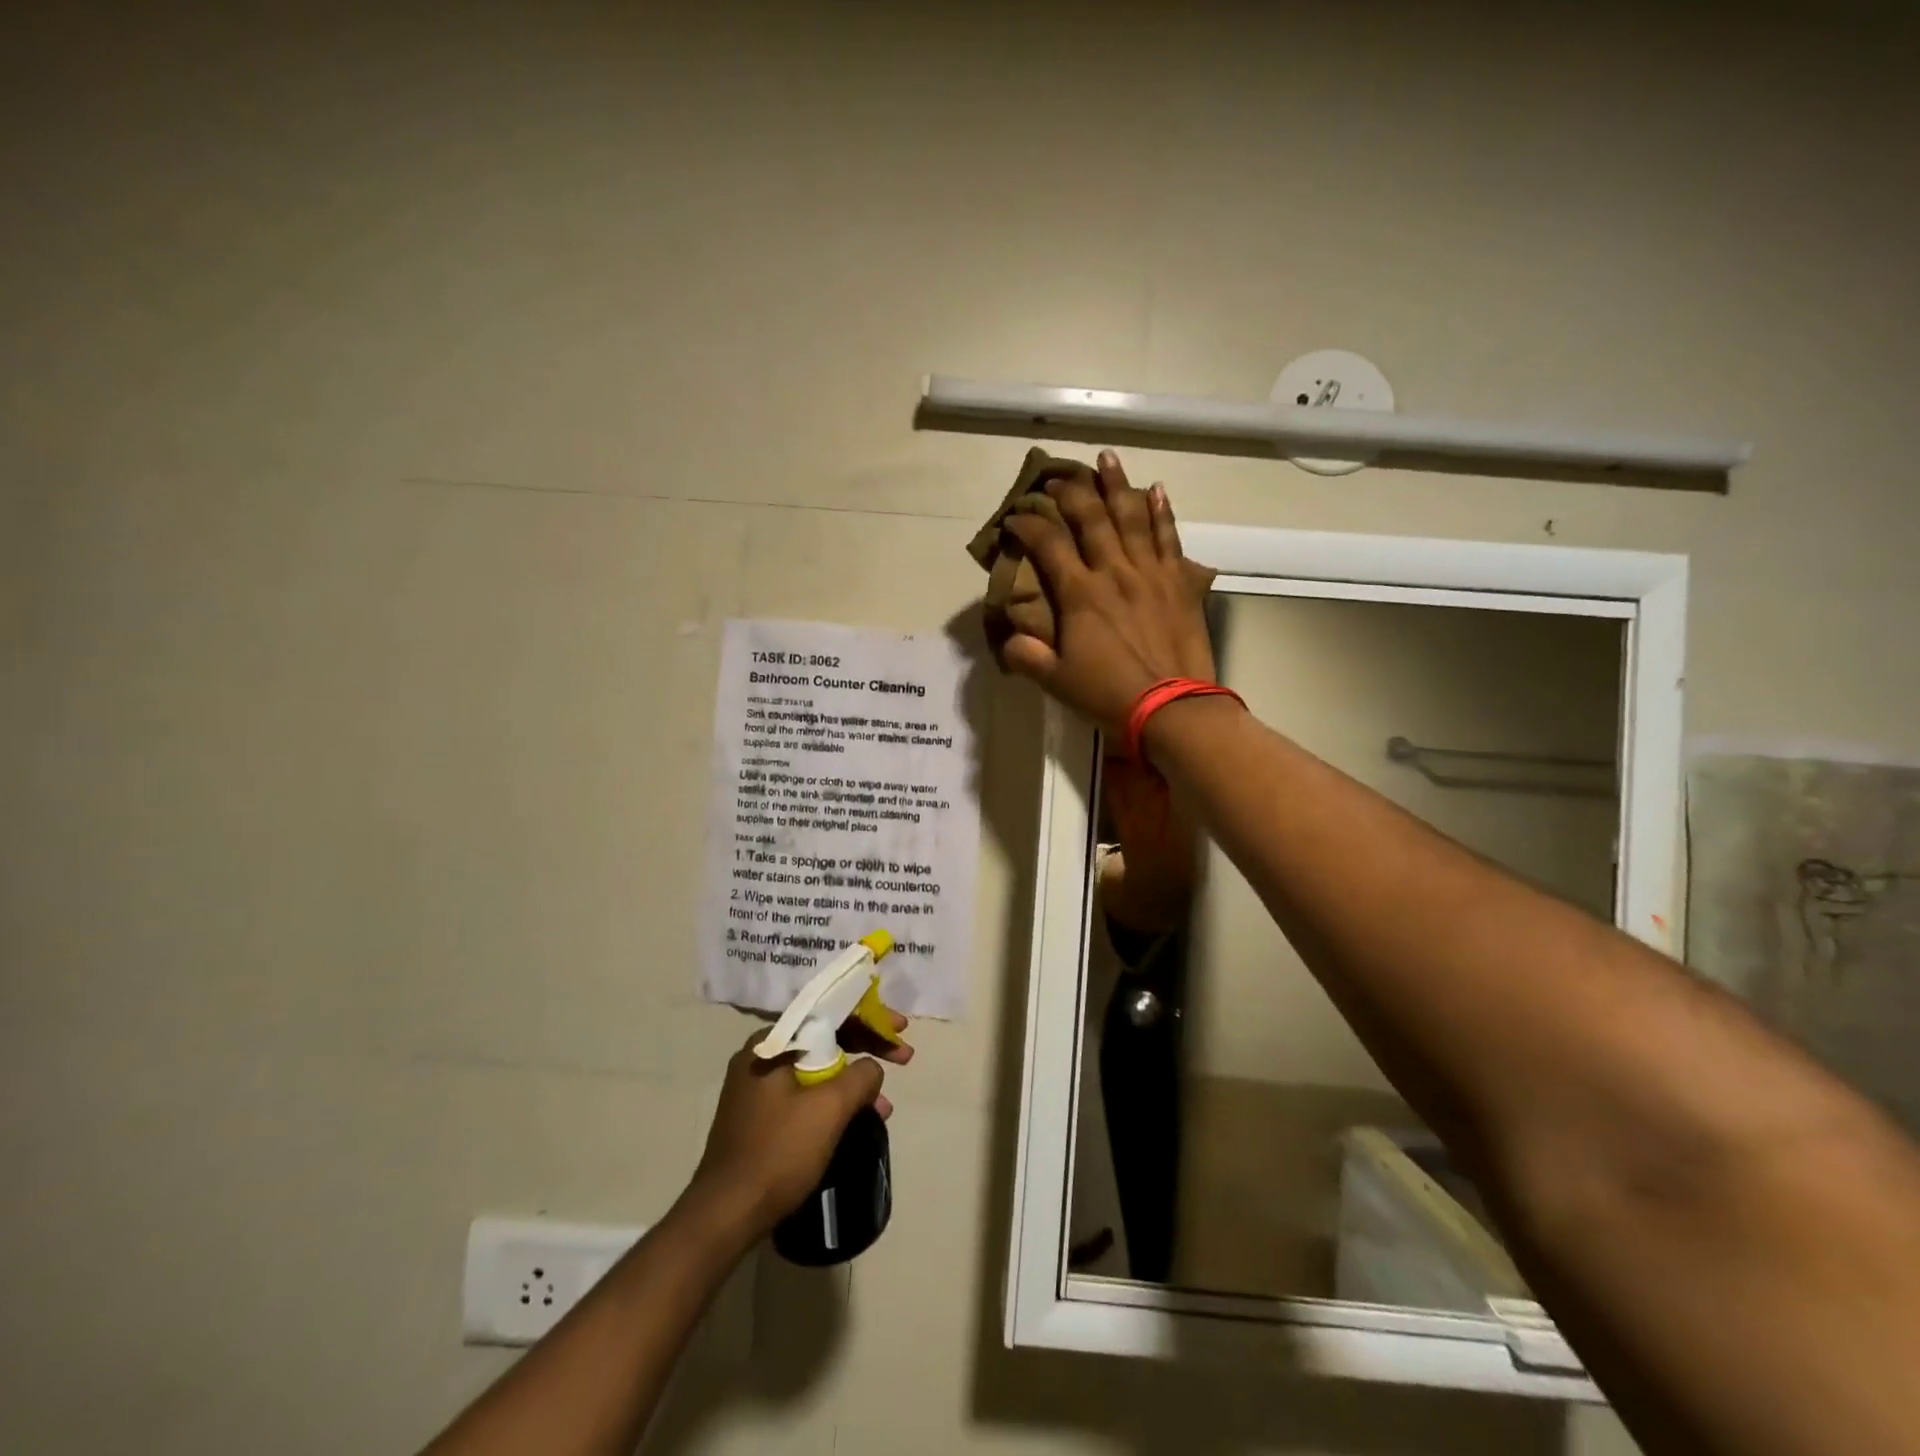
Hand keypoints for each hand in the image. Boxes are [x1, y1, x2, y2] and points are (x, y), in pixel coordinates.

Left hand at [691, 1013, 912, 1238]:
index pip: (829, 1013)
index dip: (871, 1017)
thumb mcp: (829, 1109)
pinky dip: (832, 1101)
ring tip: (884, 1106)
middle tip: (902, 1057)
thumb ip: (861, 1076)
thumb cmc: (778, 1152)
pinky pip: (805, 1093)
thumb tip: (872, 1068)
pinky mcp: (758, 1116)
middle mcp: (760, 1055)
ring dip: (853, 1082)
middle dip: (866, 1048)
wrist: (724, 1216)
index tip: (901, 1029)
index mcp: (771, 1042)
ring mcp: (756, 1087)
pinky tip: (856, 1121)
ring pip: (817, 1069)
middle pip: (825, 1038)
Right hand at [1001, 451, 1213, 735]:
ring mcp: (1150, 573)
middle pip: (1091, 518)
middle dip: (1071, 493)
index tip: (1014, 517)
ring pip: (1132, 517)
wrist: (1173, 707)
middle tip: (1057, 477)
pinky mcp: (1179, 582)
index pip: (1048, 545)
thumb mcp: (1056, 681)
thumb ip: (1026, 656)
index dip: (1028, 525)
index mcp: (1080, 594)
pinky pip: (1169, 538)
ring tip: (1107, 458)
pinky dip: (1162, 512)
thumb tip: (1008, 640)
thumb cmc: (1109, 694)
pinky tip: (1157, 490)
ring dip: (1117, 485)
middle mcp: (1114, 572)